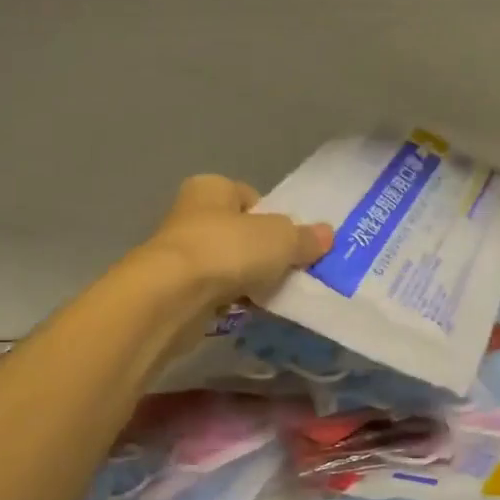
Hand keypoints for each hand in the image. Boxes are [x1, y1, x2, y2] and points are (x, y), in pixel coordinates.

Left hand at [141, 174, 332, 306]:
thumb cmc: (228, 250)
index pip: (250, 197)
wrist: (171, 297)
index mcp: (211, 188)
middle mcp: (190, 214)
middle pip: (240, 232)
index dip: (273, 218)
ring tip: (271, 295)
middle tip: (288, 270)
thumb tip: (327, 235)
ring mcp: (179, 253)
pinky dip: (230, 300)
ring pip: (227, 264)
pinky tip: (247, 312)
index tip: (291, 242)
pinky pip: (213, 292)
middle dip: (263, 253)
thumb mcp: (281, 239)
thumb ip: (305, 238)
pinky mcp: (174, 289)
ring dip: (247, 279)